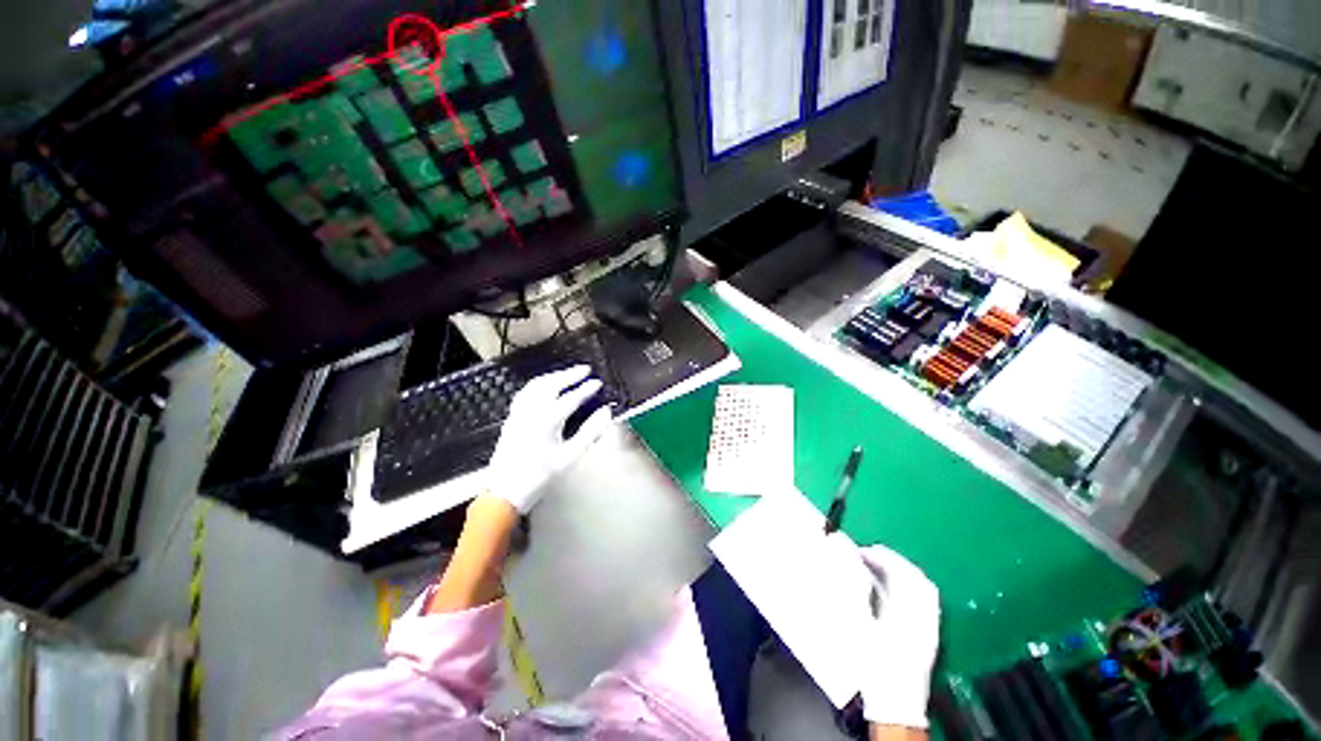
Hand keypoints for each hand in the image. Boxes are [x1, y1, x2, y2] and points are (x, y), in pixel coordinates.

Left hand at [485, 365, 613, 513]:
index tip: (598, 383)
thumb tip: (606, 412)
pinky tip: (543, 387)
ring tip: (567, 374)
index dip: (586, 389)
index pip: (571, 398)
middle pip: (552, 384)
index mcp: (548, 419)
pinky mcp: (512, 417)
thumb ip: (589, 433)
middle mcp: (532, 410)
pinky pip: (525, 392)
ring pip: (536, 385)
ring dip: (553, 376)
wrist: (504, 491)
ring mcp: (519, 412)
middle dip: (569, 375)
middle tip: (585, 369)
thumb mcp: (570, 457)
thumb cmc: (540, 476)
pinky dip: (539, 384)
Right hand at [858, 545, 940, 728]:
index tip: (862, 551)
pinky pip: (925, 601)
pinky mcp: (929, 635)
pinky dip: (909, 587)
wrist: (896, 705)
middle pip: (917, 578)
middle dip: (894, 561)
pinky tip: (892, 590)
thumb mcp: (860, 628)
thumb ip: (857, 595)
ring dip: (902, 572)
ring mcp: (930, 627)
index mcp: (908, 614)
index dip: (882, 557)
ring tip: (880, 567)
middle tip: (870, 554)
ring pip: (923, 589)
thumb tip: (851, 568)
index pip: (902, 575)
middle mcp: (925, 617)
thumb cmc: (875, 667)